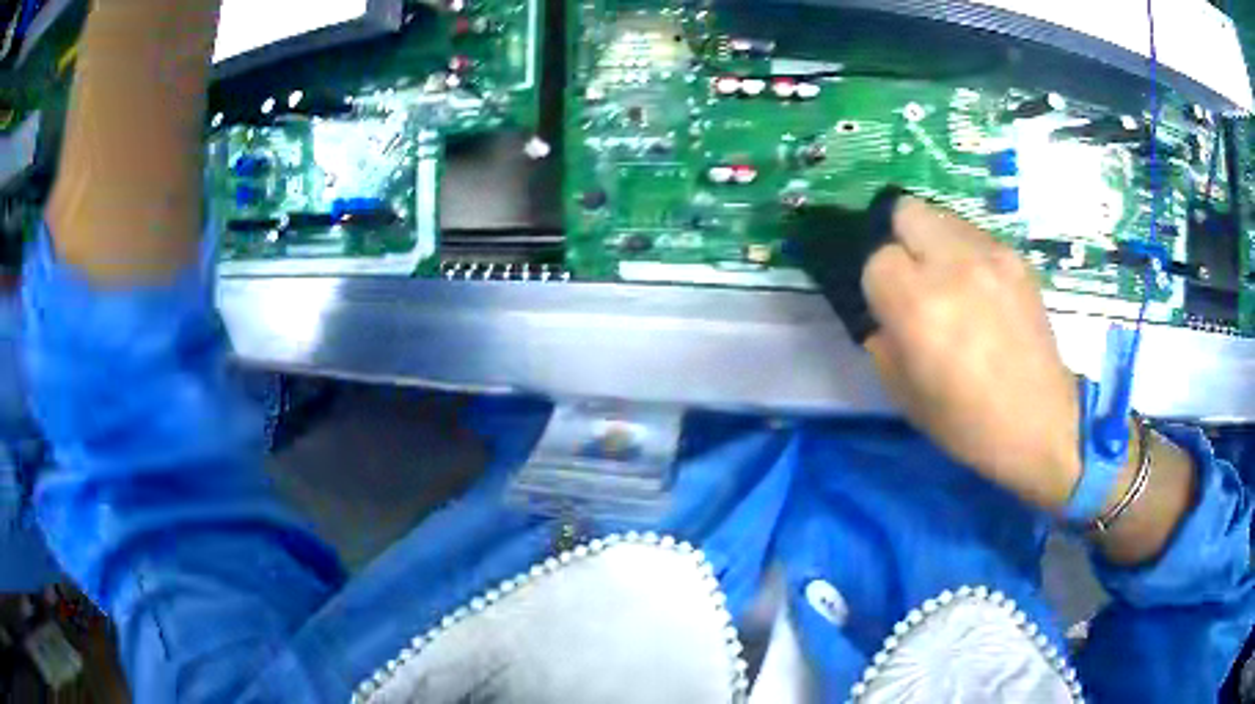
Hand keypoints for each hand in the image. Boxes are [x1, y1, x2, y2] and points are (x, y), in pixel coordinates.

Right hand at [862, 197, 1080, 512]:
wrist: (1038, 425)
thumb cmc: (966, 424)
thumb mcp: (904, 393)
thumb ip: (883, 340)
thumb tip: (883, 312)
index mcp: (919, 305)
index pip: (877, 259)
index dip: (880, 285)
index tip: (892, 309)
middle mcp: (953, 266)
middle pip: (906, 211)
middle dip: (901, 241)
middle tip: (915, 278)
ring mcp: (991, 256)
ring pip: (942, 216)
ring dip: (935, 243)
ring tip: (952, 282)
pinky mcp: (1017, 259)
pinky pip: (976, 236)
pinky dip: (967, 253)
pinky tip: (982, 290)